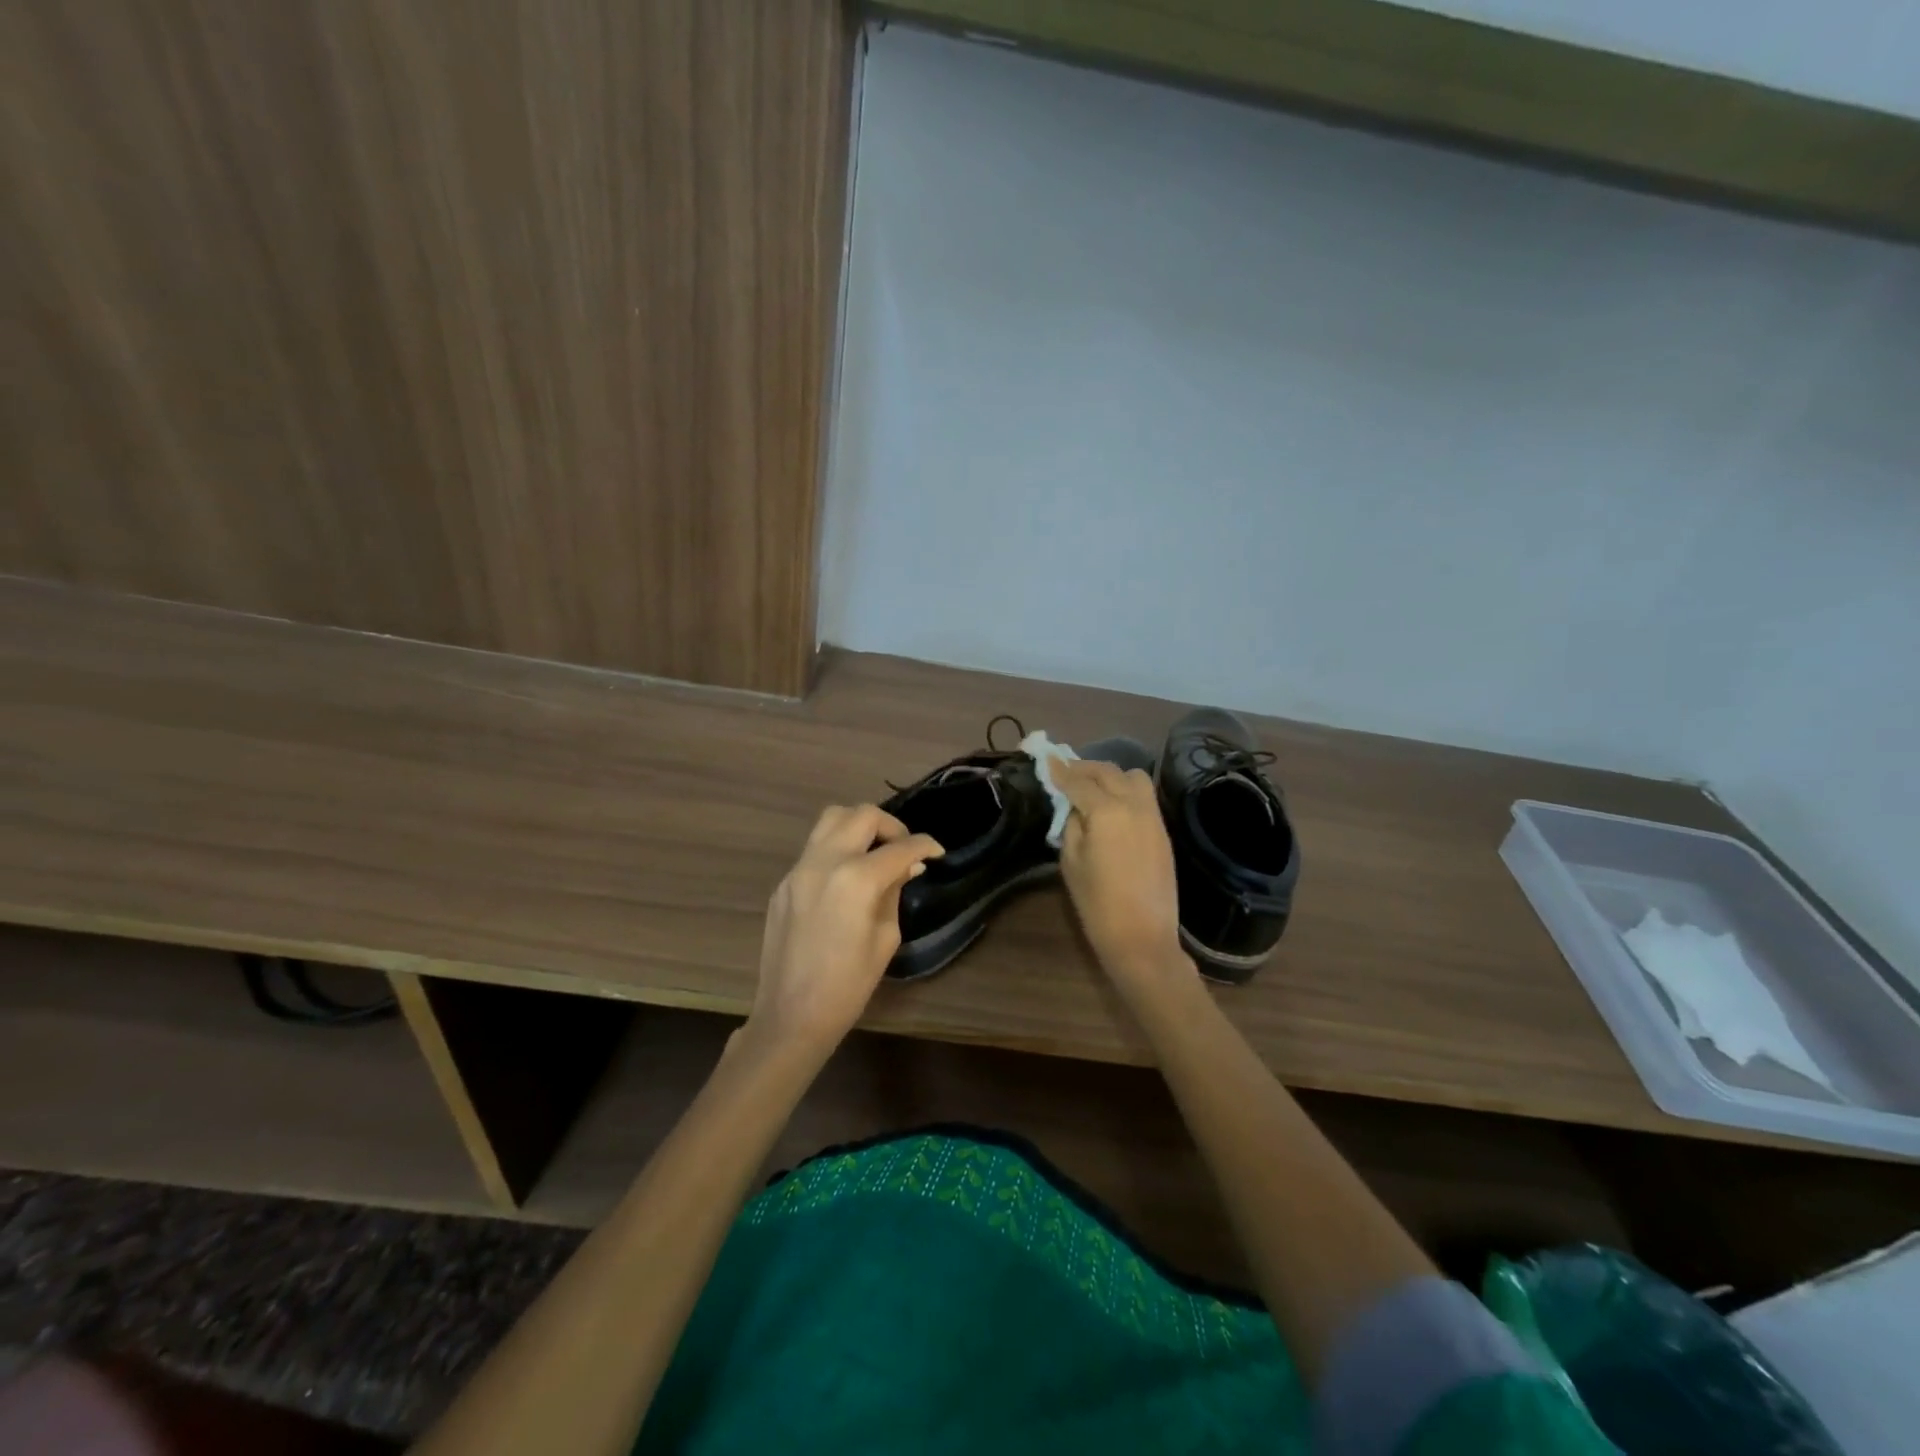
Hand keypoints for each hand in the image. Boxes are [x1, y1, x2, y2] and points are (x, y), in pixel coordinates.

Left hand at [747, 805, 943, 1056]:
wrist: (791, 1015)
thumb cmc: (848, 985)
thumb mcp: (885, 938)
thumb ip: (895, 891)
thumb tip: (908, 865)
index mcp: (857, 879)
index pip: (900, 846)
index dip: (925, 845)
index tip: (937, 852)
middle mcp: (825, 861)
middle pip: (863, 815)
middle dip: (892, 826)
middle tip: (905, 850)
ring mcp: (799, 869)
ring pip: (832, 818)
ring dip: (860, 825)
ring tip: (875, 851)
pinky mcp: (784, 881)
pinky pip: (815, 847)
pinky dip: (838, 848)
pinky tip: (848, 876)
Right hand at [1052, 758, 1190, 989]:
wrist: (1142, 938)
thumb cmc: (1097, 904)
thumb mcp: (1071, 862)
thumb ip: (1072, 825)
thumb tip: (1076, 807)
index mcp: (1106, 811)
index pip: (1078, 781)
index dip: (1060, 770)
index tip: (1046, 759)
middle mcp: (1133, 804)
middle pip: (1107, 772)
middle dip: (1084, 768)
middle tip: (1065, 770)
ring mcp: (1153, 816)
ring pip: (1133, 777)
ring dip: (1110, 775)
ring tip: (1092, 786)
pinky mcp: (1163, 830)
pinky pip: (1144, 796)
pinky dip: (1126, 790)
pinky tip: (1112, 803)